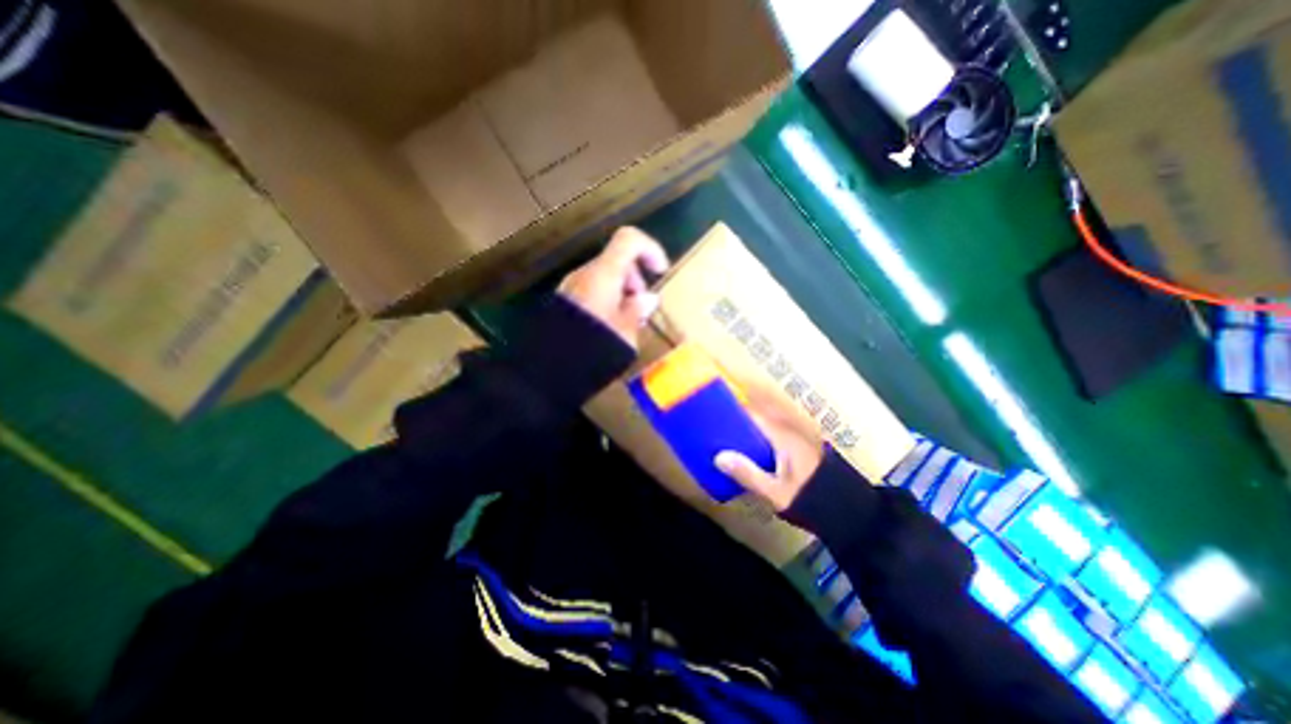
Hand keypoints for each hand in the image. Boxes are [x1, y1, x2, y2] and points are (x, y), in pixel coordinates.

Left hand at [561, 228, 670, 346]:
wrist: (548, 366)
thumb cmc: (594, 347)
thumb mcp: (625, 332)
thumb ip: (638, 310)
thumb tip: (648, 298)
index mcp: (603, 274)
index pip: (629, 240)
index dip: (650, 249)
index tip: (660, 272)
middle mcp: (585, 273)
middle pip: (616, 260)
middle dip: (635, 278)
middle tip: (641, 307)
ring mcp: (570, 286)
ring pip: (603, 276)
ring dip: (621, 291)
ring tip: (626, 322)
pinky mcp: (562, 301)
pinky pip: (590, 289)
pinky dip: (605, 299)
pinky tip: (608, 326)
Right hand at [716, 394, 826, 510]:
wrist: (848, 511)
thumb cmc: (808, 499)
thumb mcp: (775, 492)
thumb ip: (747, 473)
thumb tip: (718, 456)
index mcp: (782, 436)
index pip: (753, 414)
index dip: (734, 412)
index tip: (714, 417)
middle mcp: (790, 431)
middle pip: (759, 418)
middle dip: (739, 421)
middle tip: (718, 432)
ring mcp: (798, 438)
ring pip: (767, 426)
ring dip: (750, 430)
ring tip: (730, 441)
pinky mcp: (801, 448)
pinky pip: (774, 435)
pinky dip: (760, 438)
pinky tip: (751, 452)